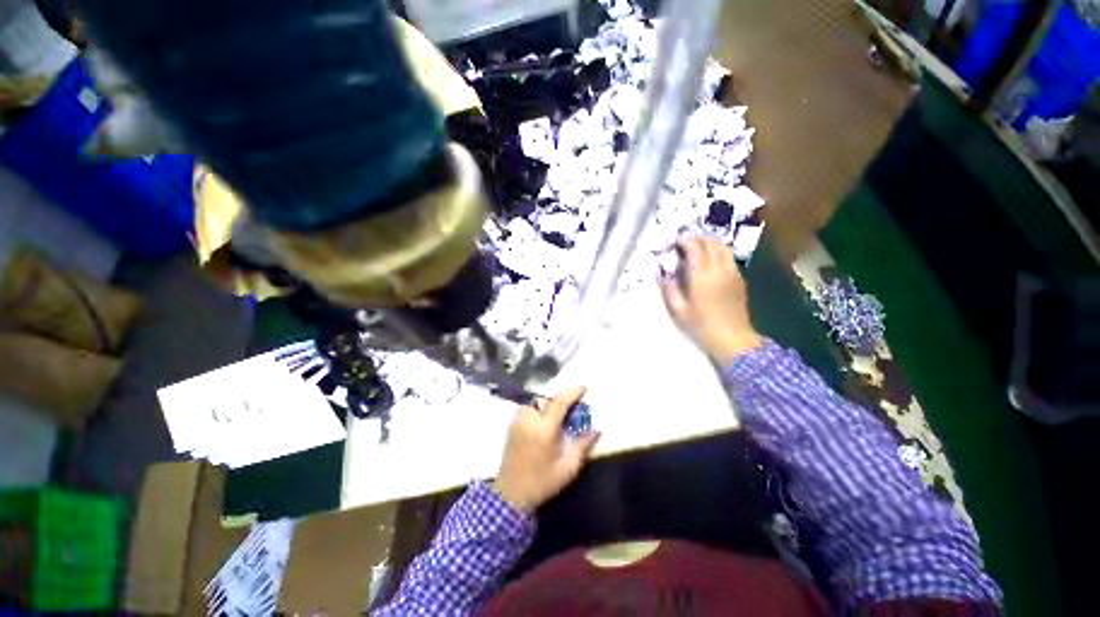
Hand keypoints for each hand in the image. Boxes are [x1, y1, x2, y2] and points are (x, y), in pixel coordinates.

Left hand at [493, 387, 599, 513]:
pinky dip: (539, 409)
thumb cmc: (542, 481)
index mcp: (544, 429)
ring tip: (558, 416)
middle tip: (572, 408)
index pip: (560, 401)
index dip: (572, 392)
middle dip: (561, 400)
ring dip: (549, 404)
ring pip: (537, 402)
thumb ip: (583, 446)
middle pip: (548, 399)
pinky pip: (529, 408)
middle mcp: (529, 419)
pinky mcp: (512, 424)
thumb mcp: (568, 467)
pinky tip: (545, 422)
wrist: (511, 494)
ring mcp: (518, 420)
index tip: (583, 388)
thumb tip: (597, 430)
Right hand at [661, 235, 762, 365]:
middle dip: (698, 238)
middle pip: (712, 243)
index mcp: (702, 276)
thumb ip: (669, 290)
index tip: (676, 240)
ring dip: (711, 243)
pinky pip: (729, 258)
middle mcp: (719, 270)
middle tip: (686, 242)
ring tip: (698, 247)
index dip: (685, 241)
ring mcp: (732, 274)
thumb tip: (663, 275)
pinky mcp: (739, 280)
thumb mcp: (678, 311)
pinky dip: (719, 253)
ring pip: (724, 248)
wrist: (733, 340)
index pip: (695, 248)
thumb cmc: (701, 326)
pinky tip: (711, 261)